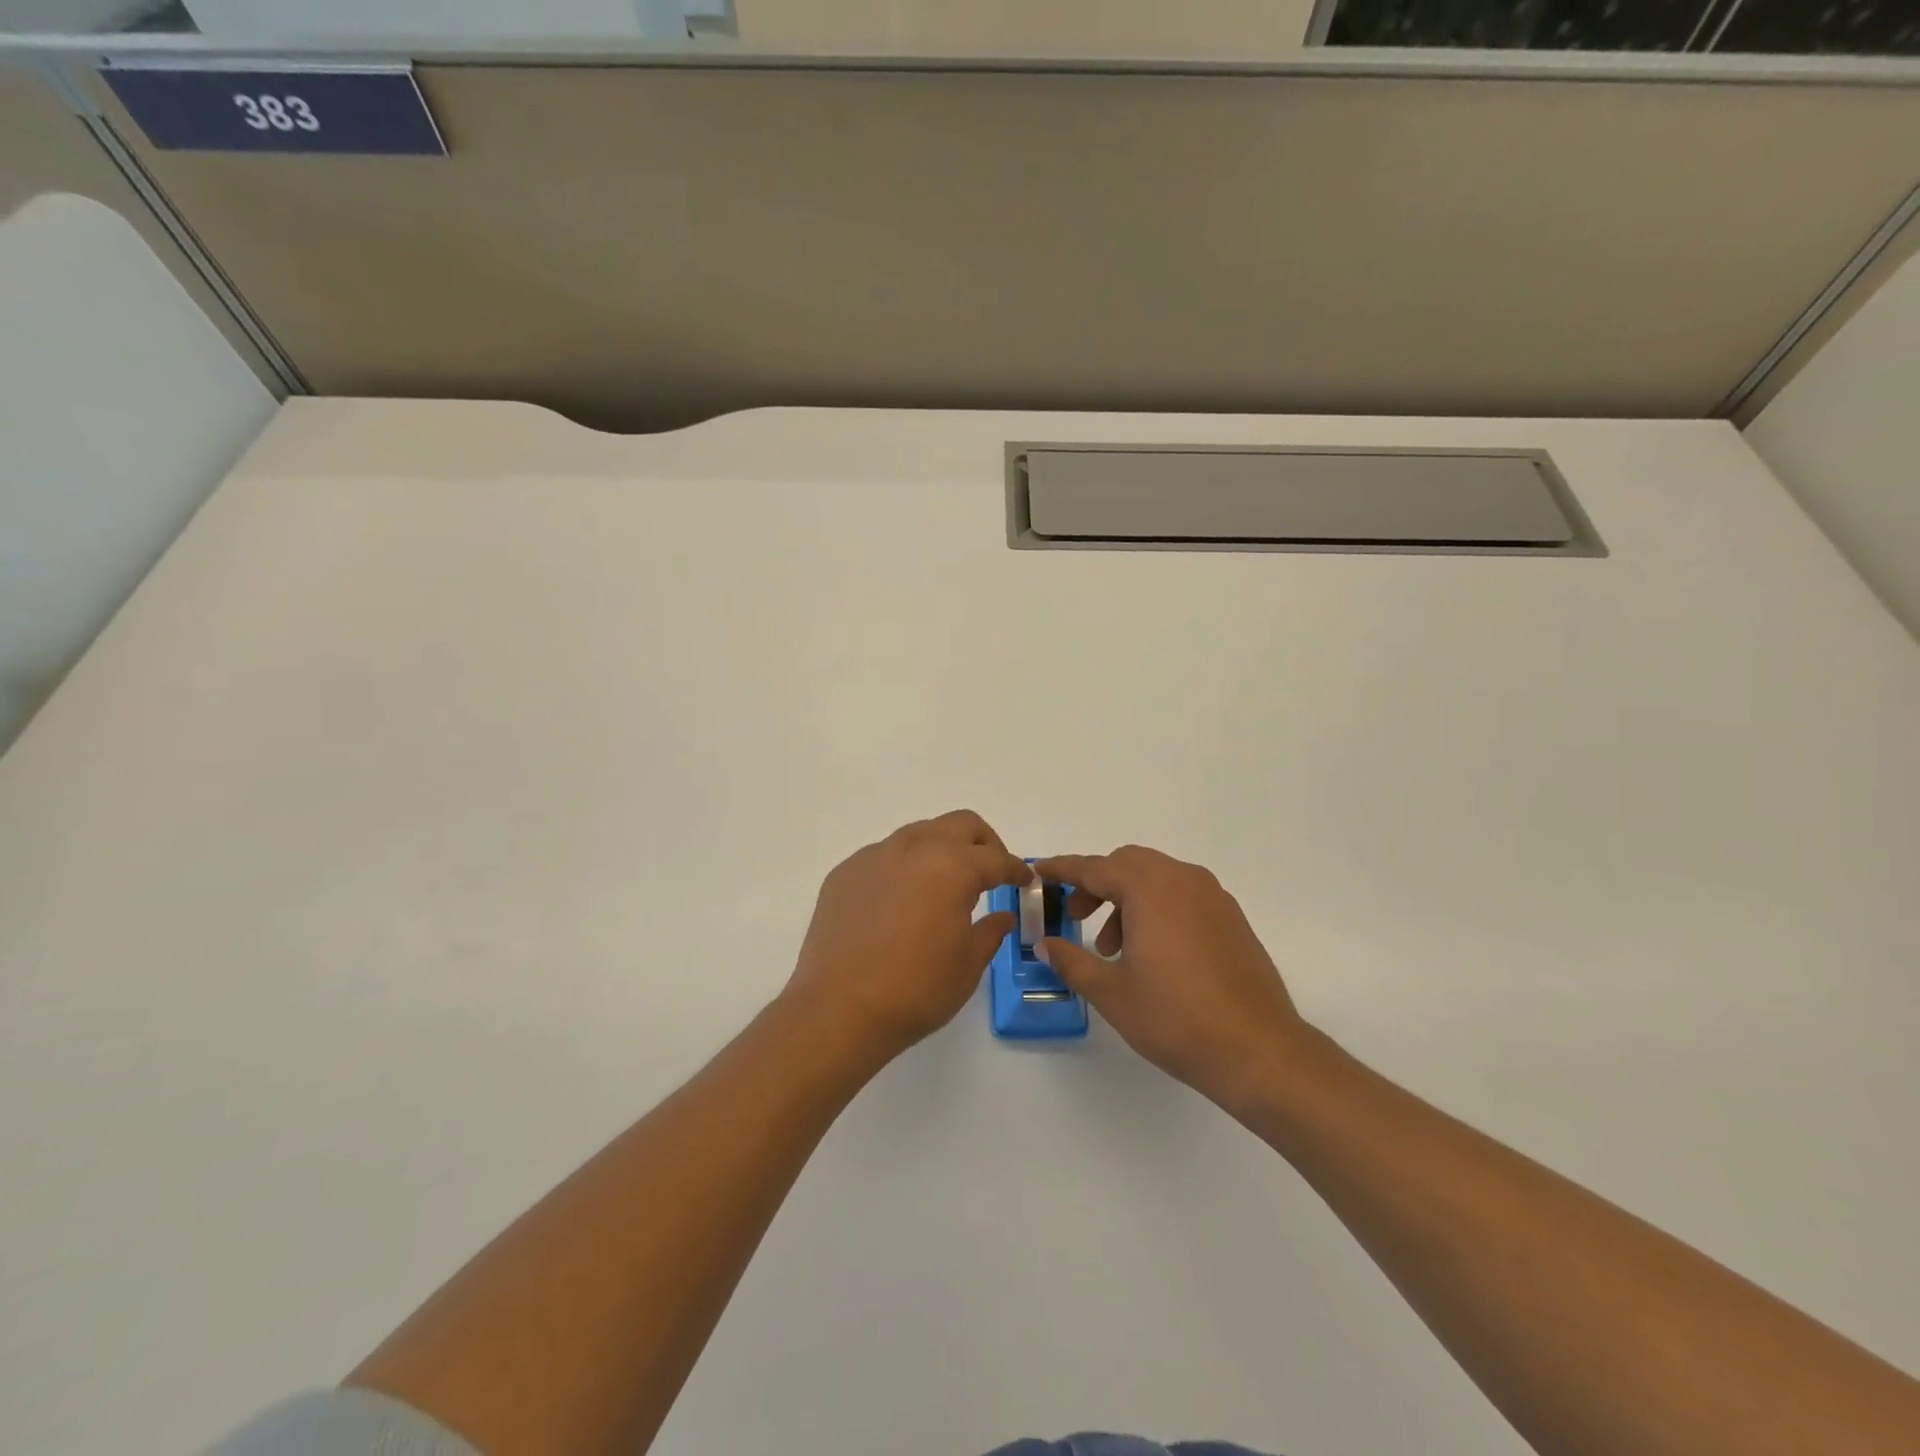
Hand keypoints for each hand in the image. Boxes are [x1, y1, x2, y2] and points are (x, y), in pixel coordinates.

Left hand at [784, 810, 1029, 1064]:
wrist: (838, 1009)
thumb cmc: (915, 990)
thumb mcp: (967, 966)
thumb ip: (989, 932)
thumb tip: (1001, 916)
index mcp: (951, 867)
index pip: (995, 858)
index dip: (1016, 869)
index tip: (1025, 879)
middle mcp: (913, 849)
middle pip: (959, 825)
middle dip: (983, 843)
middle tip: (991, 871)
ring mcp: (874, 857)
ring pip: (919, 833)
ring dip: (941, 849)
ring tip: (945, 883)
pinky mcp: (845, 873)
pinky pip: (884, 856)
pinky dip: (904, 866)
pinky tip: (902, 900)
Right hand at [1033, 846, 1307, 1109]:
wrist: (1259, 1051)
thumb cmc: (1176, 1018)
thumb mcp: (1112, 993)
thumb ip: (1072, 961)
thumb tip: (1046, 944)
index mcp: (1150, 890)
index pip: (1094, 868)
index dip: (1062, 869)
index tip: (1038, 871)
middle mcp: (1182, 880)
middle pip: (1127, 864)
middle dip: (1095, 884)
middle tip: (1075, 917)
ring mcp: (1212, 897)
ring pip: (1156, 878)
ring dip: (1126, 898)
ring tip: (1113, 948)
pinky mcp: (1231, 917)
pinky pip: (1181, 895)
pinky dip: (1156, 907)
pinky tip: (1151, 952)